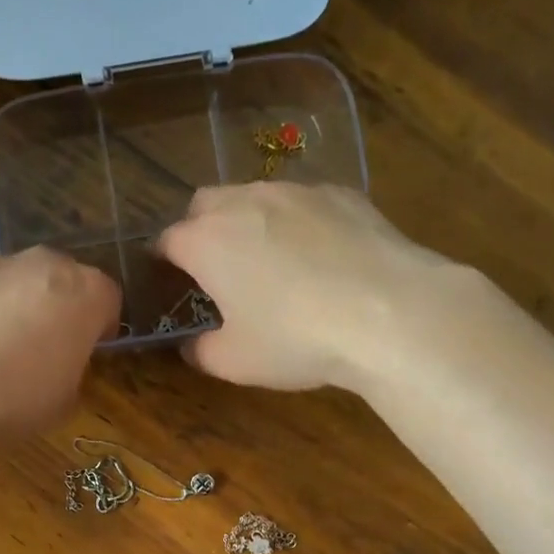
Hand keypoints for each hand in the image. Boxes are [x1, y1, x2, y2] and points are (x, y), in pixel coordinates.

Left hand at [0, 247, 120, 438]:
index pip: (110, 299)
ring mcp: (2, 265)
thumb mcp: (66, 400)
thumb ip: (74, 371)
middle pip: (68, 282)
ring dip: (27, 309)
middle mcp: (49, 265)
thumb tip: (61, 365)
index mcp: (88, 291)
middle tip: (55, 350)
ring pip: (28, 284)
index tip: (93, 352)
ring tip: (11, 353)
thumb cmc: (19, 394)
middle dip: (65, 310)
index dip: (103, 328)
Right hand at [156, 183, 452, 392]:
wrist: (389, 313)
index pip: (167, 241)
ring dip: (248, 221)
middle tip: (216, 270)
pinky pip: (303, 202)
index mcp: (206, 241)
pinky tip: (320, 256)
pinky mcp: (342, 193)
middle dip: (200, 230)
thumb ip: (201, 351)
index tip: (170, 283)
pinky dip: (297, 222)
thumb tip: (192, 345)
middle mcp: (244, 202)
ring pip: (255, 195)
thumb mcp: (235, 362)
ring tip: (270, 260)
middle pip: (204, 204)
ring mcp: (296, 191)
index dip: (164, 263)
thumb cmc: (296, 339)